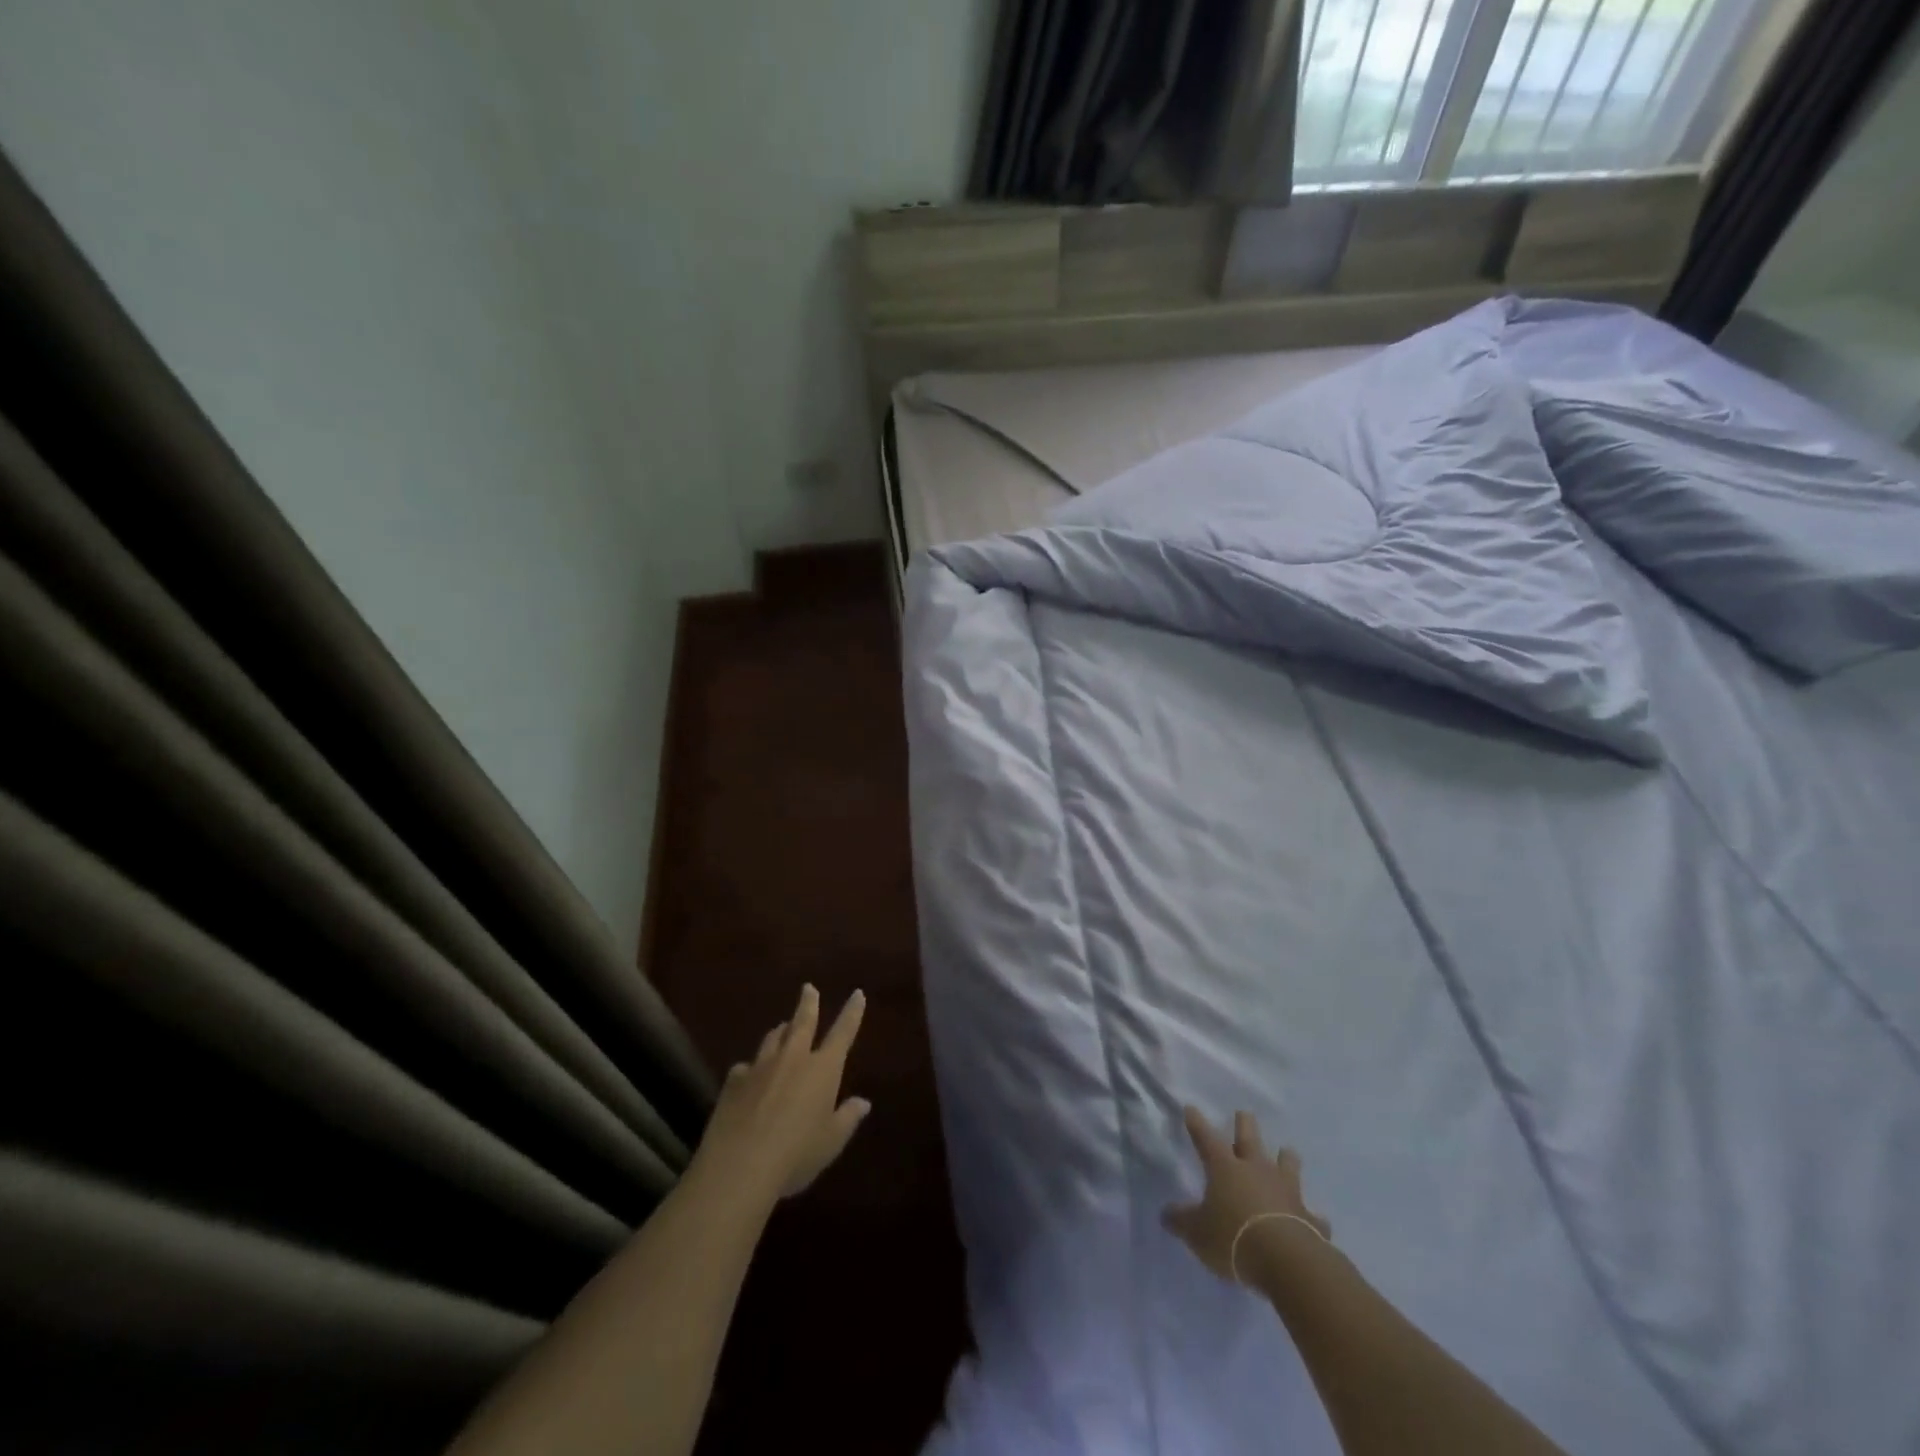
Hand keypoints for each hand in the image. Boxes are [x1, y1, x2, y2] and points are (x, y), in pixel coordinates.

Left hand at [693, 984, 870, 1203]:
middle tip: (808, 988)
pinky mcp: (734, 1081)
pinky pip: (746, 1066)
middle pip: (802, 1022)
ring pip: (773, 1038)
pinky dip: (753, 1067)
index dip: (852, 1012)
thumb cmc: (796, 1155)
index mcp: (823, 1069)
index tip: (857, 993)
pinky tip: (749, 1075)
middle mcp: (793, 1058)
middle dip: (808, 1003)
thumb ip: (847, 1118)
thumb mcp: (830, 1142)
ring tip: (782, 1027)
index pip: (843, 1032)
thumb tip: (863, 1102)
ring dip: (780, 1030)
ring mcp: (761, 1066)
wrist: (739, 1166)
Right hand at [1163, 1106, 1329, 1282]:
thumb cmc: (1233, 1238)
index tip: (1191, 1108)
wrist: (1286, 1261)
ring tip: (1286, 1153)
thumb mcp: (1197, 1232)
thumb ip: (1181, 1221)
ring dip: (1286, 1159)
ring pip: (1287, 1164)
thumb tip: (1166, 1214)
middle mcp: (1256, 1170)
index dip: (1197, 1123)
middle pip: (1250, 1139)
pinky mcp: (1309, 1217)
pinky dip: (1310, 1215)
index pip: (1206, 1138)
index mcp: (1225, 1168)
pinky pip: (1312, 1214)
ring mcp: (1287, 1191)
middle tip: (1244, 1114)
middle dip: (1245, 1125)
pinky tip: (1314, 1219)